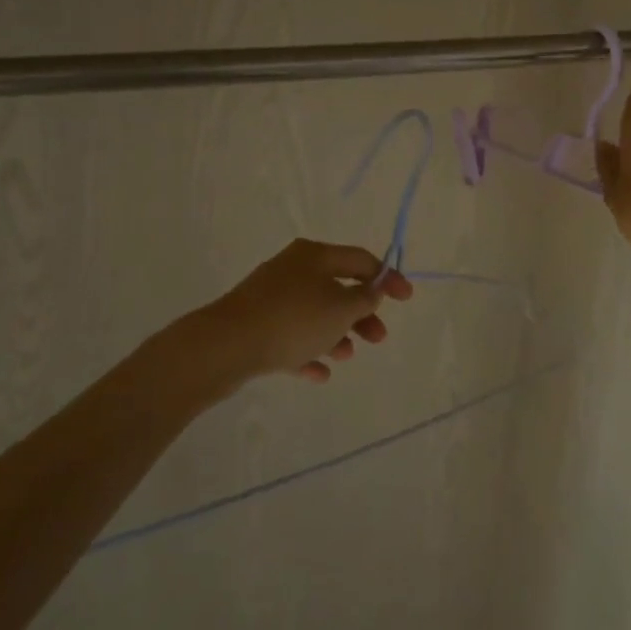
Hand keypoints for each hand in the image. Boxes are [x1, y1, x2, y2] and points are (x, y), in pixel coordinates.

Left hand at [198, 239, 413, 383]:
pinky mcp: (255, 324)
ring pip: (314, 314)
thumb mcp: (341, 308)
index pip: (361, 260)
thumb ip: (365, 299)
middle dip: (361, 313)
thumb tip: (372, 289)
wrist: (224, 346)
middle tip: (378, 338)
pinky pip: (291, 337)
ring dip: (336, 333)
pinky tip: (319, 374)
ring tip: (345, 356)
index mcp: (315, 255)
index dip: (387, 278)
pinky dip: (308, 351)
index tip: (406, 299)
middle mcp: (293, 269)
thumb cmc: (292, 319)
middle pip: (338, 288)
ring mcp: (271, 297)